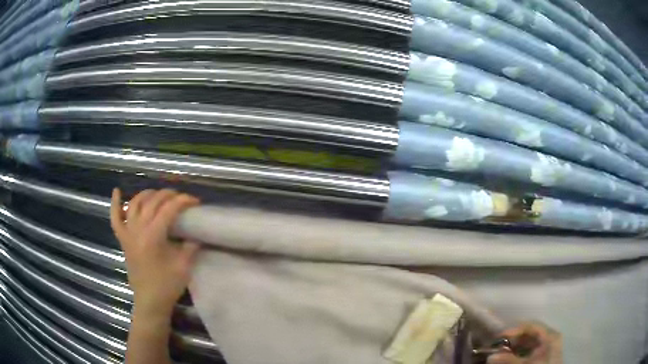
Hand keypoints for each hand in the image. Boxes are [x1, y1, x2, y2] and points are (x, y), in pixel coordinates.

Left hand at [111, 188, 200, 317]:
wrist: (150, 301)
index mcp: (153, 236)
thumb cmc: (167, 285)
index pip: (169, 209)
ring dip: (148, 194)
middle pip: (152, 202)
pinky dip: (115, 203)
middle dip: (168, 194)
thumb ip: (190, 246)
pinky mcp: (123, 239)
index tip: (195, 201)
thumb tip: (196, 233)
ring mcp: (128, 233)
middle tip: (180, 198)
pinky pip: (115, 218)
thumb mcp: (184, 266)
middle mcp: (138, 229)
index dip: (183, 201)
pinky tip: (117, 191)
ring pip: (135, 204)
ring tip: (159, 194)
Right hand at [487, 322, 561, 363]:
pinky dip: (519, 352)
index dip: (515, 329)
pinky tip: (511, 356)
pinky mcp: (543, 354)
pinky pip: (530, 349)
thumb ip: (509, 360)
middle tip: (499, 345)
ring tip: (502, 352)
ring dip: (515, 346)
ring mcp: (547, 345)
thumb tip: (490, 356)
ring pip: (529, 342)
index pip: (531, 325)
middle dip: (513, 339)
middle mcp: (550, 336)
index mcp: (549, 334)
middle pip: (529, 333)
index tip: (499, 336)